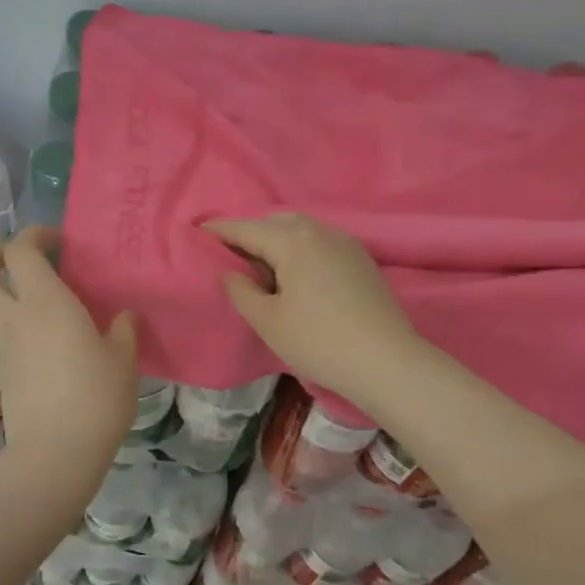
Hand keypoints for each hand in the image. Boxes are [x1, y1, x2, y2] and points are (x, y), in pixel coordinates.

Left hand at [0, 227, 138, 469]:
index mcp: (45, 302)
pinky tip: (57, 343)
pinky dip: (22, 325)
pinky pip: (7, 335)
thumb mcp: (123, 360)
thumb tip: (126, 317)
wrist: (55, 456)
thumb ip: (125, 330)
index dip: (34, 235)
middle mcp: (15, 318)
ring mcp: (5, 347)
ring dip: (9, 293)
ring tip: (52, 305)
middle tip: (16, 256)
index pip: (20, 250)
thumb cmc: (95, 398)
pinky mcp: (5, 373)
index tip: (59, 241)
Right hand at [205, 213, 425, 409]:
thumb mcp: (268, 321)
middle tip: (228, 253)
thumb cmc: (319, 342)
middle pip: (275, 222)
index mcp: (292, 241)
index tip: (197, 232)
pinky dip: (299, 246)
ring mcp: (345, 242)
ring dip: (276, 238)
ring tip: (260, 263)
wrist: (387, 362)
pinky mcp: (361, 259)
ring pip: (300, 229)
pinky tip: (295, 271)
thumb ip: (241, 291)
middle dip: (249, 232)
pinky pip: (320, 241)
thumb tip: (229, 272)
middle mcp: (319, 231)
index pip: (246, 229)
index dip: (220, 231)